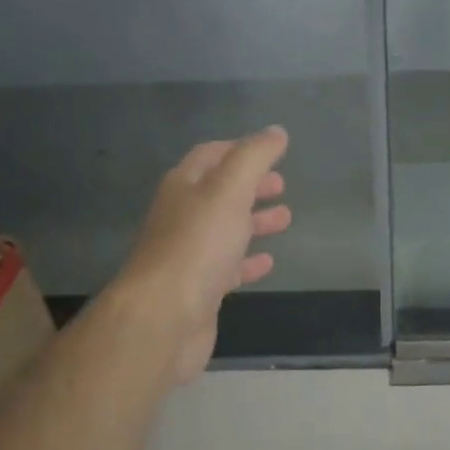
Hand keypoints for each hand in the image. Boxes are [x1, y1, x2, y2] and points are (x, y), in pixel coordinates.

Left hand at [110, 126, 292, 382]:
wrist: (164, 317)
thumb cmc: (198, 245)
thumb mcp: (230, 190)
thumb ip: (254, 157)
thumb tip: (276, 132)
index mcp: (183, 186)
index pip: (210, 155)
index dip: (239, 149)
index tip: (270, 150)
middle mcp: (181, 216)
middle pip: (218, 193)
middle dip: (250, 186)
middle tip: (281, 184)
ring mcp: (188, 254)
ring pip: (225, 229)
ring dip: (253, 221)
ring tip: (286, 218)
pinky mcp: (198, 289)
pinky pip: (227, 267)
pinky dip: (248, 260)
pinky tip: (268, 261)